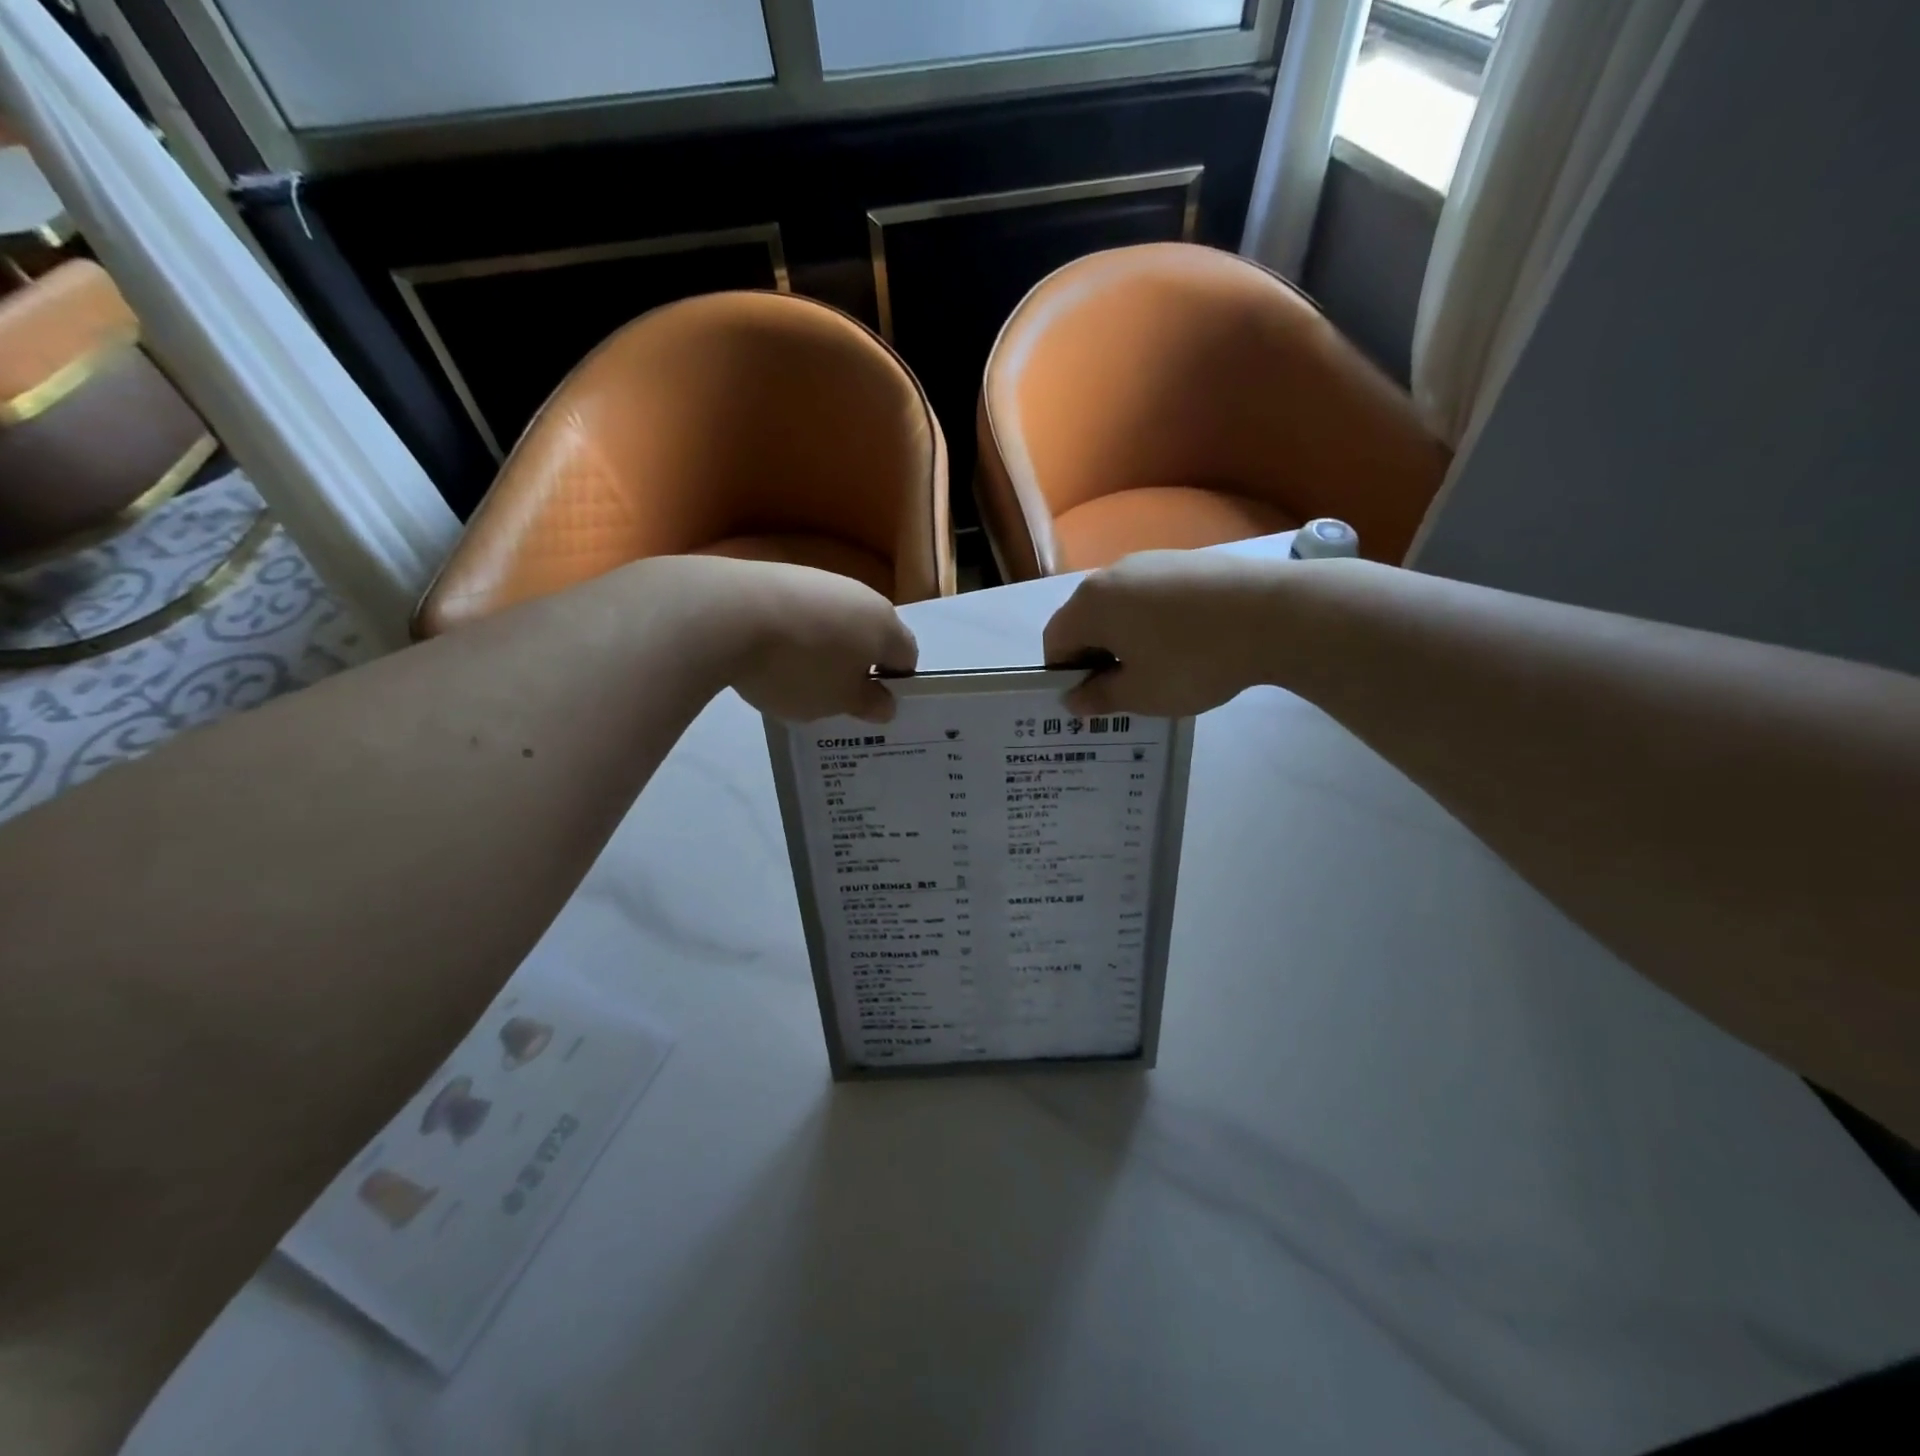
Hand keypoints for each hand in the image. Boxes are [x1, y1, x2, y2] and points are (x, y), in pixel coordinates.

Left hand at [636, 557, 916, 722]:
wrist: (726, 614)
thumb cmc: (799, 667)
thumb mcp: (837, 701)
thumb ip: (868, 703)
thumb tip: (887, 703)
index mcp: (885, 626)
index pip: (907, 657)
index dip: (894, 683)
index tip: (870, 705)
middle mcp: (860, 595)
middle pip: (871, 634)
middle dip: (858, 664)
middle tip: (834, 696)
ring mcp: (819, 580)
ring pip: (835, 621)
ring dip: (825, 648)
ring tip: (795, 677)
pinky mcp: (780, 574)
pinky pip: (801, 612)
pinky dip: (794, 633)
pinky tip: (769, 653)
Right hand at [1044, 551, 1282, 716]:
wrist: (1274, 615)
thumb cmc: (1193, 660)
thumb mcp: (1141, 693)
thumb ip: (1099, 697)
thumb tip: (1072, 699)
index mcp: (1090, 604)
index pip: (1055, 642)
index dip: (1066, 676)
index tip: (1094, 700)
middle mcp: (1112, 573)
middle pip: (1086, 621)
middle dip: (1096, 657)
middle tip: (1125, 690)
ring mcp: (1151, 561)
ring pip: (1121, 608)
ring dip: (1125, 640)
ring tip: (1160, 668)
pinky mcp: (1185, 561)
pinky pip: (1152, 597)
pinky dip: (1154, 622)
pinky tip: (1187, 644)